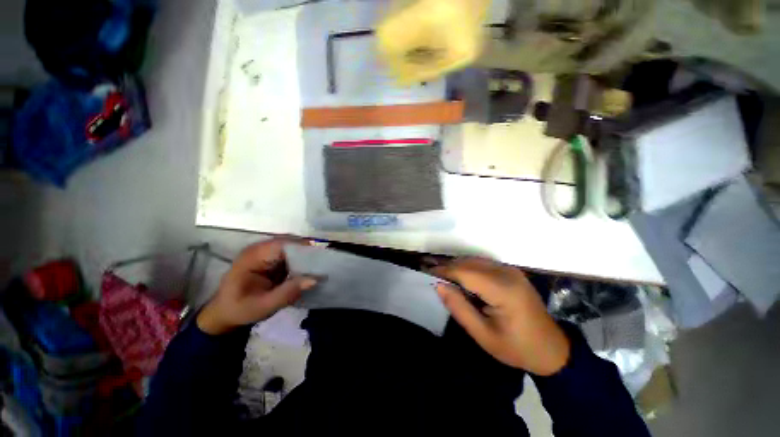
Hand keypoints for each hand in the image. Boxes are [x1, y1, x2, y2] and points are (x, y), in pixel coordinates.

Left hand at [197, 239, 317, 334]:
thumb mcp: (263, 307)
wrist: (224, 314)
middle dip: (307, 252)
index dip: (303, 249)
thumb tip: (314, 279)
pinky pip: (291, 253)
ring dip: (306, 256)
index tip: (321, 260)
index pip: (283, 244)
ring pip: (293, 246)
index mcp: (253, 256)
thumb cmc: (240, 310)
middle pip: (290, 242)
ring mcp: (265, 252)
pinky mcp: (270, 257)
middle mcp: (260, 249)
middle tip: (323, 265)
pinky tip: (308, 270)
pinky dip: (301, 260)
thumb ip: (287, 293)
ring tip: (319, 267)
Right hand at [432, 258, 569, 375]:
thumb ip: (459, 308)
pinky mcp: (512, 271)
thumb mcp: (483, 335)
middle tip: (432, 275)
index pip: (466, 272)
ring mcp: (511, 270)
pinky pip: (483, 264)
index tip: (426, 272)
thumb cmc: (517, 348)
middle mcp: (508, 273)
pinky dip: (468, 268)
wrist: (552, 349)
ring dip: (457, 266)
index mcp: (503, 290)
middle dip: (448, 267)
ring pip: (475, 260)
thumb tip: (439, 285)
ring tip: (443, 276)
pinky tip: (461, 278)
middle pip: (469, 263)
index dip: (444, 270)